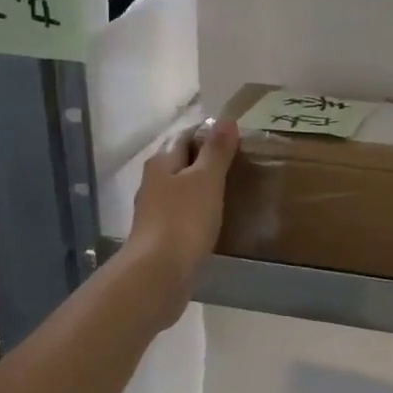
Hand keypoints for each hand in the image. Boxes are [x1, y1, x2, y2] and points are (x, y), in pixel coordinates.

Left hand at [125, 120, 238, 329]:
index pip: (185, 135)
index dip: (208, 132)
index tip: (235, 137)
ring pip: (181, 187)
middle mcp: (153, 181)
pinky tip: (214, 218)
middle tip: (238, 162)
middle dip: (205, 159)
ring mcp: (154, 210)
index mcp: (162, 162)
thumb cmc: (184, 219)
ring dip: (201, 185)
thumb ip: (216, 150)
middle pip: (181, 160)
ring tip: (231, 189)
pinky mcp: (160, 235)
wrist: (158, 272)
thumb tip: (226, 119)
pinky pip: (182, 212)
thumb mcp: (206, 179)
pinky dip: (198, 209)